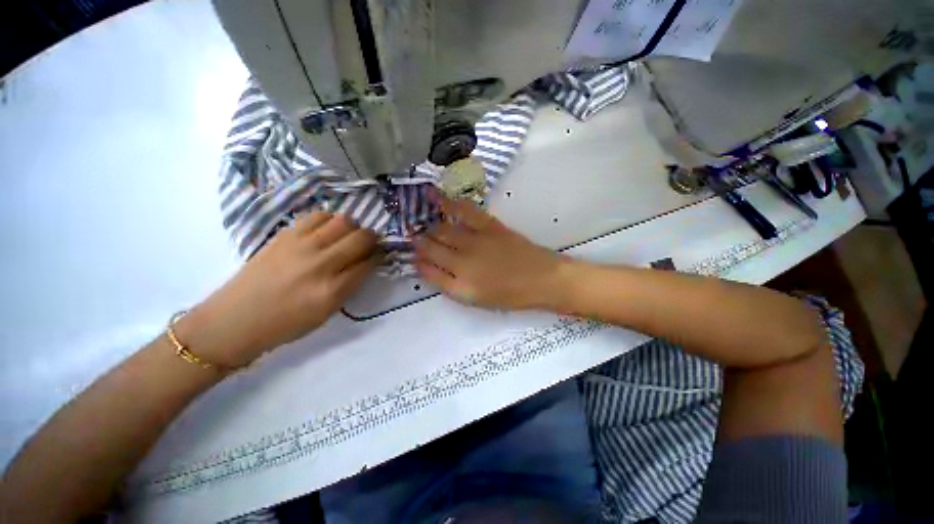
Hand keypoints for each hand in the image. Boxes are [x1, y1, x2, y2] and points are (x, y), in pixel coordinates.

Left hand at [177, 213, 377, 367]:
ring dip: (353, 228)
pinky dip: (330, 220)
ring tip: (347, 236)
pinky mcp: (285, 235)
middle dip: (371, 239)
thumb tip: (365, 263)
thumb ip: (350, 286)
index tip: (377, 256)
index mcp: (332, 291)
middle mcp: (320, 264)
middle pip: (361, 238)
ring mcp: (301, 246)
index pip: (369, 263)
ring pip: (343, 221)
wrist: (236, 318)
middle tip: (366, 244)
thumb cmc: (286, 323)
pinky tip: (327, 230)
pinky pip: (318, 216)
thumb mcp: (327, 313)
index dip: (378, 257)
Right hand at [414, 196, 564, 310]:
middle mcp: (461, 262)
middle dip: (419, 244)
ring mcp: (475, 241)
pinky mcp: (488, 225)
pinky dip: (448, 202)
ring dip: (429, 228)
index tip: (414, 259)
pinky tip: (435, 196)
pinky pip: (464, 211)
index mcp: (459, 285)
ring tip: (423, 226)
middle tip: (414, 239)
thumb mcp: (476, 300)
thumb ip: (451, 286)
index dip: (418, 264)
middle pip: (431, 248)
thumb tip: (430, 270)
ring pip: (442, 230)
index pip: (427, 271)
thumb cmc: (510, 295)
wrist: (541, 279)